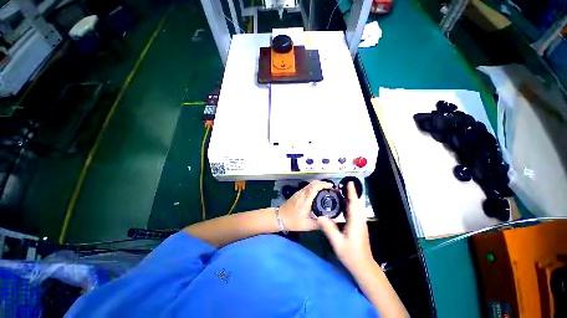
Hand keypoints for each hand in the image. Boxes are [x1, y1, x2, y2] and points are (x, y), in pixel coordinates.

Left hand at [279, 180, 332, 231]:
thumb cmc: (293, 221)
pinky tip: (318, 192)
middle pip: (313, 183)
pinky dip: (314, 187)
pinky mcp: (297, 193)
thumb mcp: (307, 225)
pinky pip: (307, 187)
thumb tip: (331, 223)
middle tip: (331, 188)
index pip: (314, 187)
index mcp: (305, 200)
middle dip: (323, 183)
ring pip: (310, 184)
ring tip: (326, 189)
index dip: (323, 184)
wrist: (279, 217)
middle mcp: (302, 194)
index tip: (331, 187)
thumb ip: (319, 224)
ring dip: (319, 184)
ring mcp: (299, 192)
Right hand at [317, 182, 373, 272]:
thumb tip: (319, 216)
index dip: (352, 192)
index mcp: (355, 222)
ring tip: (340, 192)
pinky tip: (342, 205)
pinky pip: (354, 212)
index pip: (353, 203)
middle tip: (341, 185)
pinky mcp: (359, 226)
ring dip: (350, 198)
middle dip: (350, 193)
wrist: (363, 266)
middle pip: (356, 203)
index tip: (349, 182)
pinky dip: (349, 205)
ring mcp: (360, 223)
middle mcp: (359, 220)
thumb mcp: (337, 242)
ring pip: (356, 207)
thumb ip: (328, 229)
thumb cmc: (351, 254)